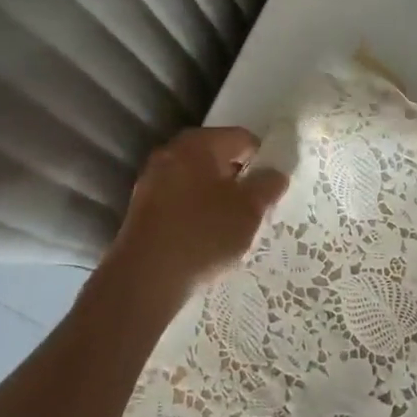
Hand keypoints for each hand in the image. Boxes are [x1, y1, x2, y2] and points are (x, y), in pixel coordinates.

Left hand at [101, 127, 287, 316]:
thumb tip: (275, 173)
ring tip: (231, 228)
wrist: (145, 278)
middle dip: (239, 179)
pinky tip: (205, 239)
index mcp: (198, 143)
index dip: (264, 159)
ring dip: (217, 198)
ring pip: (197, 180)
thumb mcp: (249, 210)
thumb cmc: (203, 233)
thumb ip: (267, 185)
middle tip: (256, 208)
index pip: (242, 138)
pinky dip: (196, 212)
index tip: (273, 187)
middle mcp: (171, 152)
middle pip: (217, 157)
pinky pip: (180, 200)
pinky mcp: (142, 208)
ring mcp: (152, 179)